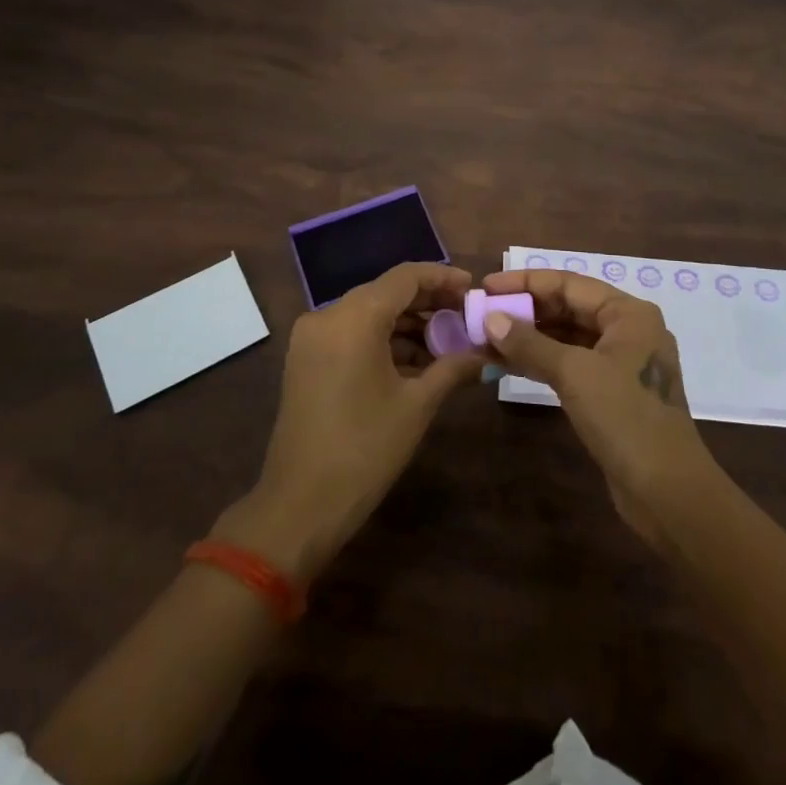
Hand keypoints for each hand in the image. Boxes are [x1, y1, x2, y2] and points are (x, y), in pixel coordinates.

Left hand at [221, 262, 481, 581]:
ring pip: (369, 314)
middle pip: (386, 292)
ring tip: (448, 345)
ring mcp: (311, 338)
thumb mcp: (417, 405)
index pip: (406, 277)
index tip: (473, 289)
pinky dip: (383, 341)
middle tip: (466, 318)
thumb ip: (453, 367)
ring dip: (408, 324)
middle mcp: (327, 316)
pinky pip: (352, 334)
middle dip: (428, 303)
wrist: (299, 507)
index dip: (443, 278)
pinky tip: (416, 363)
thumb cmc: (364, 450)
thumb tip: (486, 353)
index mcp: (354, 318)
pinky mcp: (305, 360)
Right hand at [480, 269, 718, 546]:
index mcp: (628, 313)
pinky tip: (508, 364)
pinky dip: (541, 361)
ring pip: (567, 337)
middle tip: (482, 314)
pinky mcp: (612, 392)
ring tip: (485, 339)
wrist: (667, 492)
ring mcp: (621, 363)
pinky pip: (571, 363)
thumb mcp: (574, 374)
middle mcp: (627, 330)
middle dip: (525, 311)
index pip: (569, 283)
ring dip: (529, 338)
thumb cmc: (625, 418)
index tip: (487, 286)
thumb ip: (530, 343)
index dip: (526, 282)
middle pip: (568, 308)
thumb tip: (491, 318)